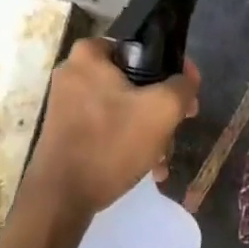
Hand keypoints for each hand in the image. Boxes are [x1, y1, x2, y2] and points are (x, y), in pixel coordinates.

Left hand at [24, 37, 199, 216]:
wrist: (61, 198)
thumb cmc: (111, 143)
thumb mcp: (161, 109)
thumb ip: (182, 85)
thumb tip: (187, 78)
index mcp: (89, 53)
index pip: (143, 49)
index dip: (171, 70)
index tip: (186, 96)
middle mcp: (73, 72)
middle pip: (134, 81)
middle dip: (160, 108)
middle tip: (178, 128)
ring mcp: (66, 103)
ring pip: (123, 106)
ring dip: (147, 130)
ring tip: (162, 158)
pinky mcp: (66, 130)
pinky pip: (107, 125)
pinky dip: (127, 141)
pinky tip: (146, 166)